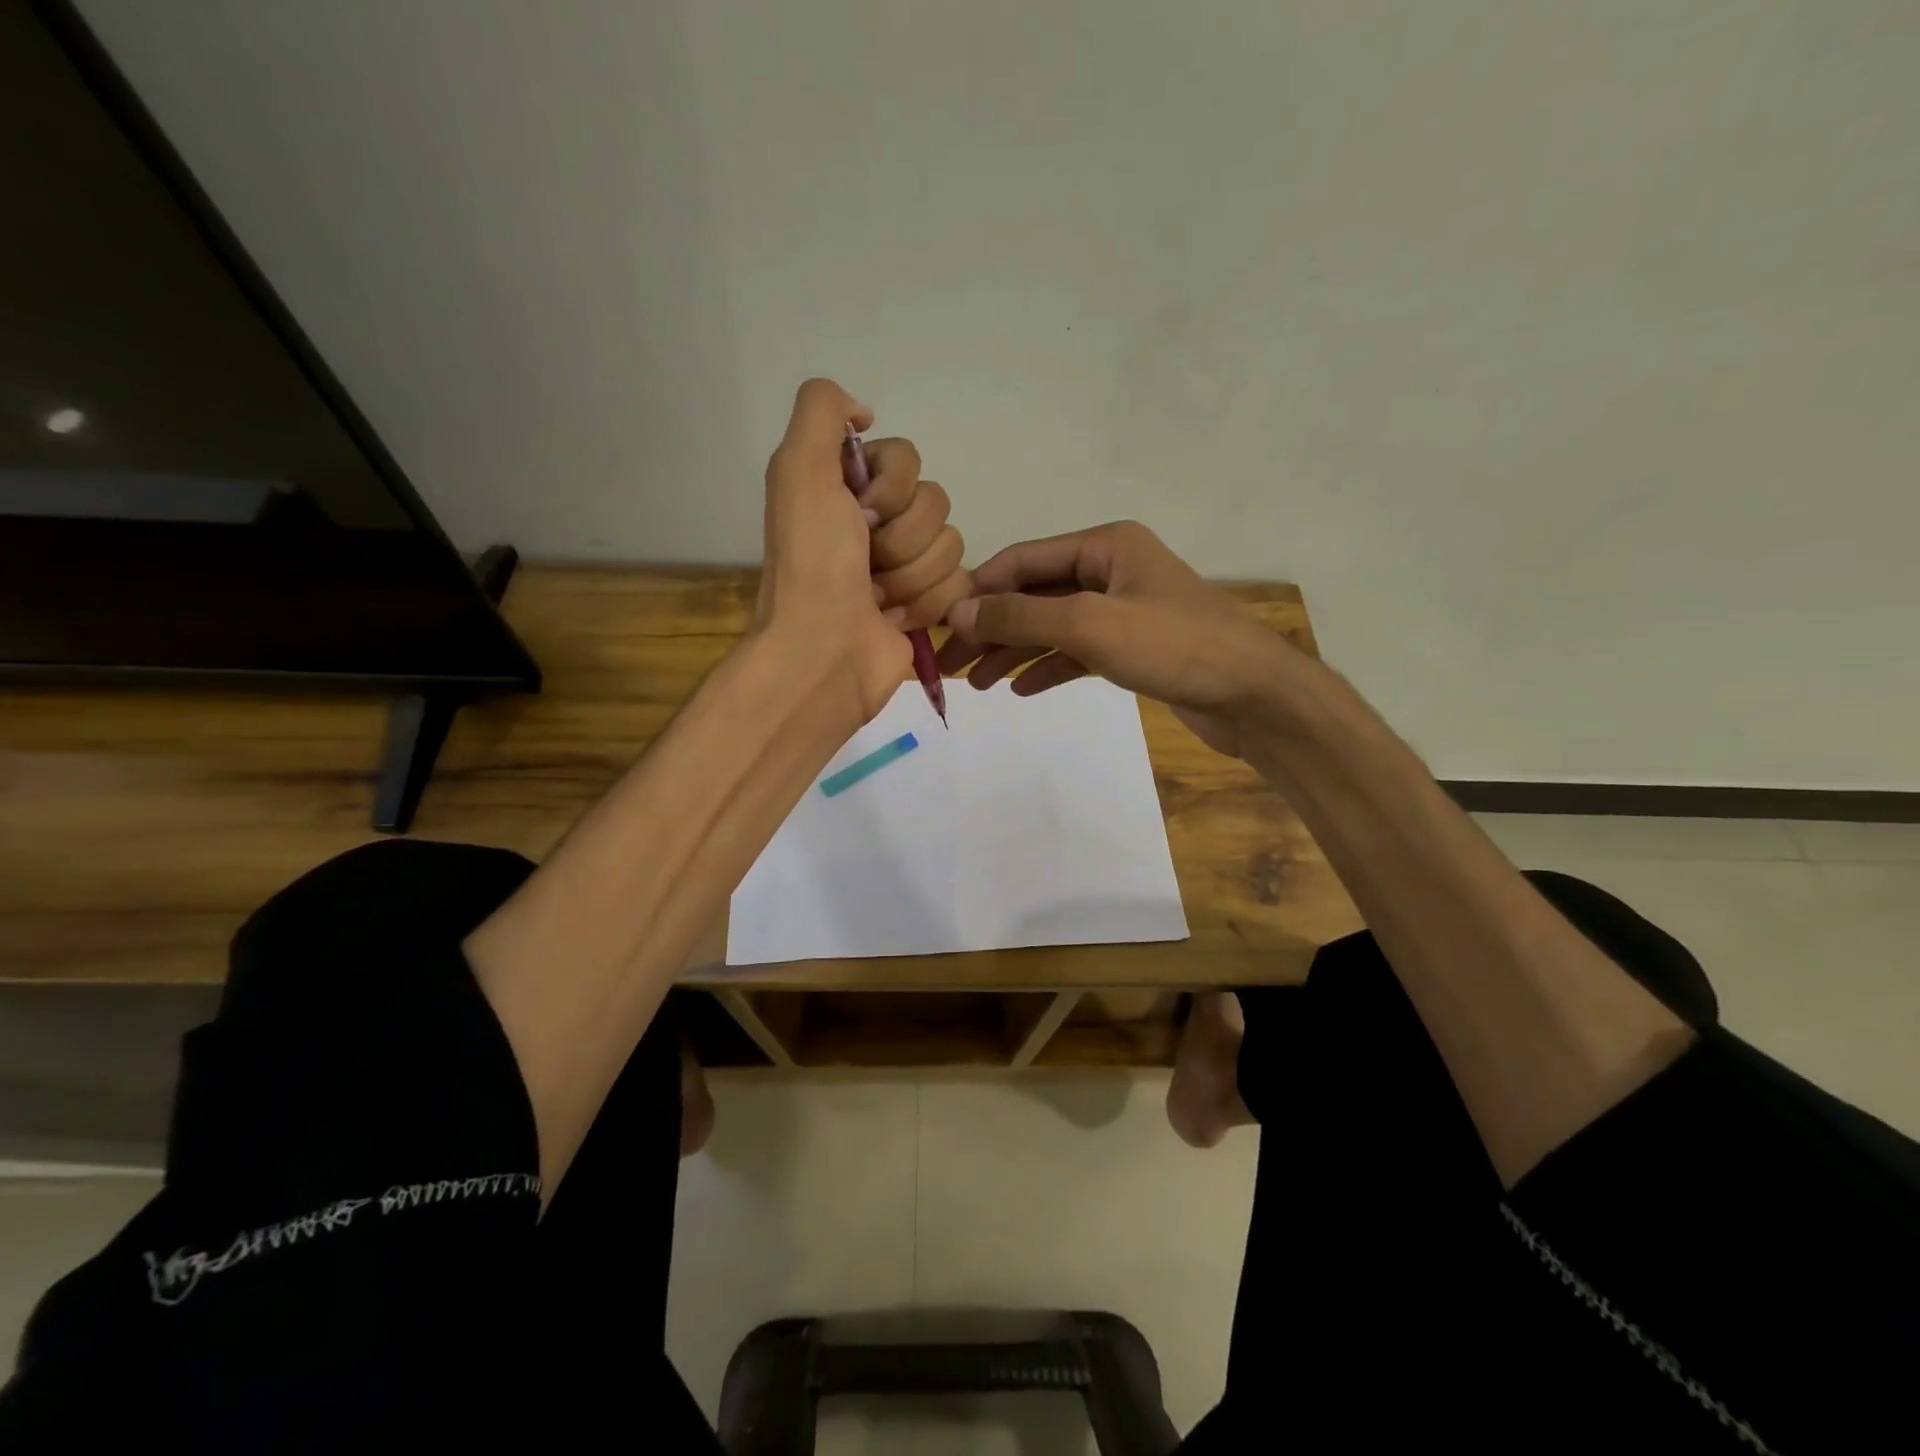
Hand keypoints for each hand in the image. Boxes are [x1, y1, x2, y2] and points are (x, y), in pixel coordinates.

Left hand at [757, 379, 965, 721]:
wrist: (823, 652)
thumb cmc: (812, 565)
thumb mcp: (799, 469)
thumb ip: (822, 410)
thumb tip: (864, 413)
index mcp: (848, 487)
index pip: (908, 458)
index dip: (892, 487)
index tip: (858, 515)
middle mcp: (878, 522)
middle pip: (935, 502)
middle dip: (902, 539)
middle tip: (865, 564)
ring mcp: (905, 567)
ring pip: (951, 545)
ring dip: (911, 577)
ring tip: (876, 600)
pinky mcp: (928, 606)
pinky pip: (960, 585)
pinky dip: (927, 606)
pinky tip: (895, 621)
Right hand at [936, 521, 1299, 758]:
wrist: (1255, 696)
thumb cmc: (1175, 646)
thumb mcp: (1090, 625)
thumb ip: (1022, 615)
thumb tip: (959, 611)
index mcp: (1105, 545)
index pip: (1023, 561)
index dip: (979, 590)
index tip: (942, 626)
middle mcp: (1112, 570)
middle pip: (1035, 595)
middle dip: (993, 628)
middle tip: (951, 666)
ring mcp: (1123, 611)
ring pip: (1053, 627)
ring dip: (1015, 653)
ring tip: (978, 685)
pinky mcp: (1134, 648)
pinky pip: (1078, 653)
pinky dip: (1049, 668)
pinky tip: (1021, 690)